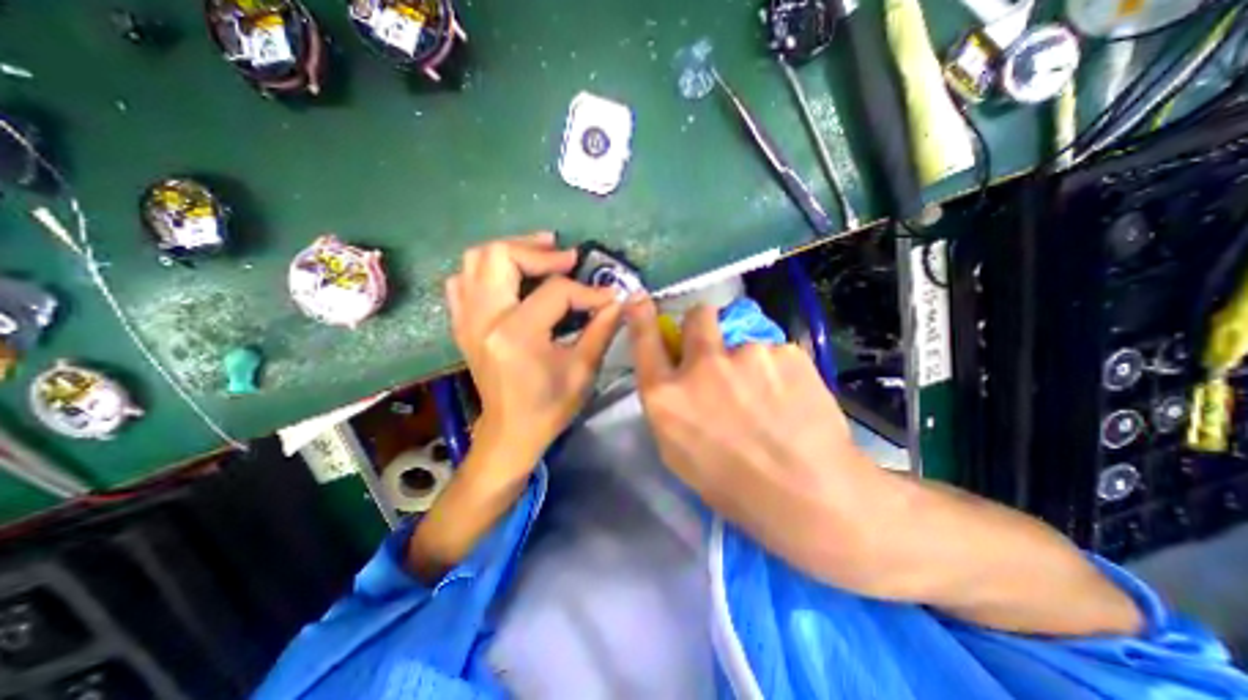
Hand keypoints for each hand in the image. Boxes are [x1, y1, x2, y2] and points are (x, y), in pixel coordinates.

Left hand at [447, 232, 622, 464]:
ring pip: (476, 260)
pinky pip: (462, 281)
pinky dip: (486, 270)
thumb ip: (601, 329)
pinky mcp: (463, 325)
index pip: (555, 291)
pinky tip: (510, 278)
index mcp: (517, 334)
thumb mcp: (583, 370)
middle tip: (566, 256)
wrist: (510, 433)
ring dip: (511, 252)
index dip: (588, 291)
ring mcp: (467, 320)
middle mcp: (484, 319)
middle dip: (538, 250)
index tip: (609, 297)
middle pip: (501, 256)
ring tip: (540, 255)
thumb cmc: (550, 407)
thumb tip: (618, 300)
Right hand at [625, 296, 873, 579]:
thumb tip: (675, 378)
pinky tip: (791, 401)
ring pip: (742, 343)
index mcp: (667, 396)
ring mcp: (746, 353)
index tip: (638, 299)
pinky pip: (774, 354)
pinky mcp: (785, 351)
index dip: (641, 317)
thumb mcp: (679, 454)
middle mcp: (701, 366)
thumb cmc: (734, 487)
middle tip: (720, 352)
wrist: (810, 496)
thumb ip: (670, 407)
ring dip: (748, 362)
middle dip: (703, 326)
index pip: (645, 343)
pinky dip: (778, 371)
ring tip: (769, 399)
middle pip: (698, 316)